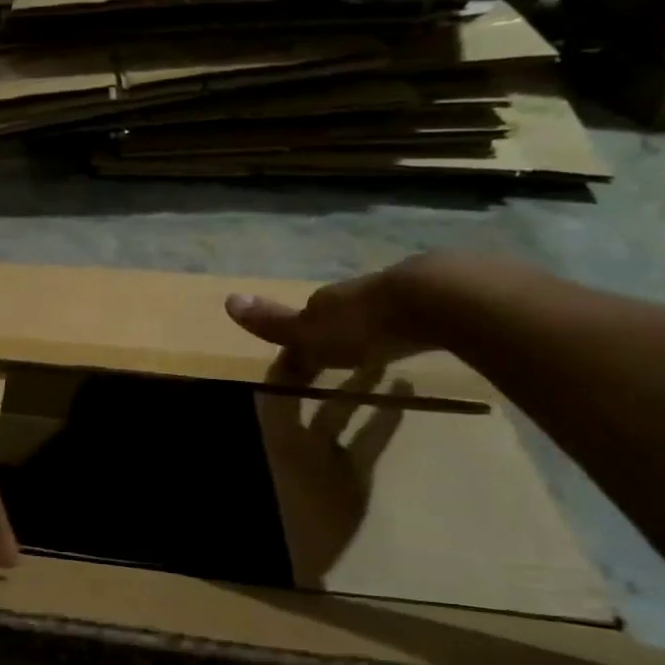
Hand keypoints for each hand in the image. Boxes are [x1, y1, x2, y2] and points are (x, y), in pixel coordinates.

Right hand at [225, 263, 426, 373]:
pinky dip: (406, 329)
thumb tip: (228, 299)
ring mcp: (397, 292)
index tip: (300, 371)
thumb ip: (273, 322)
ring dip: (371, 331)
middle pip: (338, 314)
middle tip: (338, 361)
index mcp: (324, 302)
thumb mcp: (309, 332)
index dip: (298, 346)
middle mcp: (356, 292)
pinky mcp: (435, 298)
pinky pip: (411, 316)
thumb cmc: (362, 325)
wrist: (434, 299)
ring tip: (375, 355)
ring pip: (375, 312)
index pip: (302, 322)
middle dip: (335, 335)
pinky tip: (414, 340)